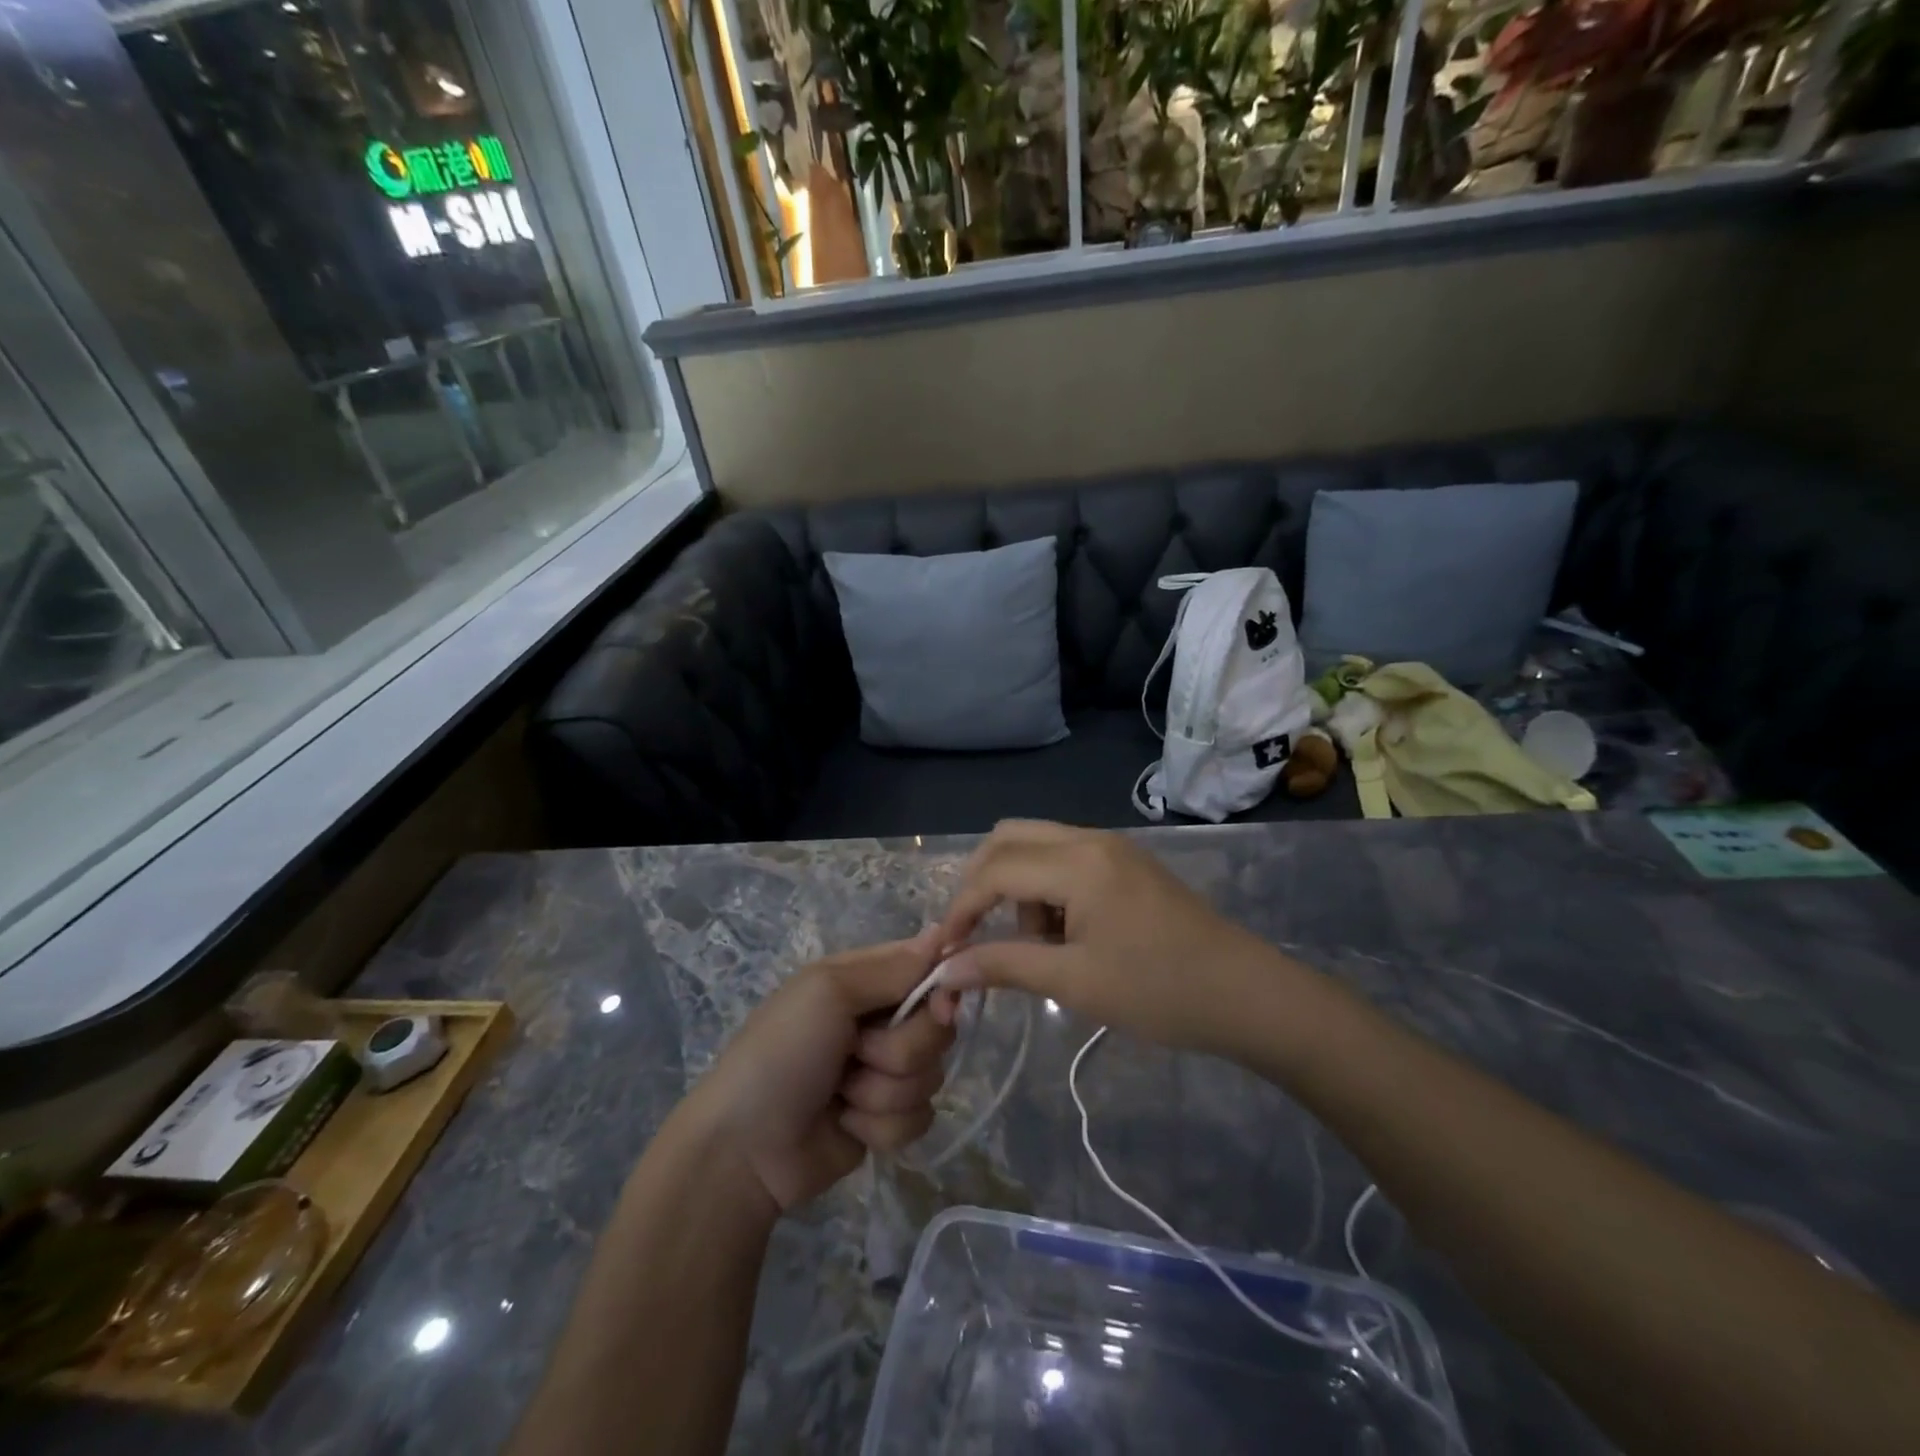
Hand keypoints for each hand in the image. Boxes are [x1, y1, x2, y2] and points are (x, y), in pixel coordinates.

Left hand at [684, 928, 957, 1213]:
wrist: (745, 1149)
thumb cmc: (782, 1052)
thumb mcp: (829, 992)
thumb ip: (892, 969)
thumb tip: (943, 932)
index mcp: (865, 981)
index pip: (927, 967)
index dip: (942, 987)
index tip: (942, 1006)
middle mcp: (880, 1020)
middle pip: (938, 1027)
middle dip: (903, 1049)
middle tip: (858, 1053)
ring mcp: (883, 1072)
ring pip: (931, 1075)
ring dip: (884, 1091)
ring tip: (841, 1095)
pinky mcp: (885, 1119)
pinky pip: (919, 1117)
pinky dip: (881, 1125)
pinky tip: (845, 1124)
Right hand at [934, 821, 1293, 1054]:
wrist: (1246, 995)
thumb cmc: (1158, 990)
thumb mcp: (1074, 981)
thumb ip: (1003, 965)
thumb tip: (945, 968)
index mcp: (1077, 862)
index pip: (995, 869)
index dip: (962, 907)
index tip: (946, 949)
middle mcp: (1090, 839)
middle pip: (1009, 838)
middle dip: (983, 882)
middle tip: (977, 934)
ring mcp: (1112, 847)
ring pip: (1037, 846)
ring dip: (1018, 887)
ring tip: (1038, 947)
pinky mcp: (1126, 862)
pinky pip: (1065, 859)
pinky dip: (1046, 888)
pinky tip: (1065, 935)